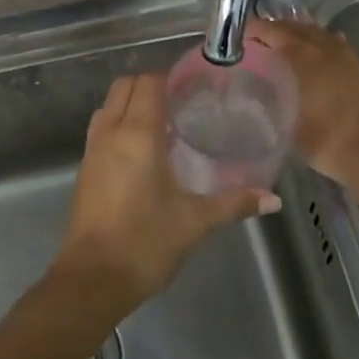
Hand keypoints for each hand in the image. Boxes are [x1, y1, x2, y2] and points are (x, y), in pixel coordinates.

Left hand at [55, 74, 276, 313]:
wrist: (92, 280)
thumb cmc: (145, 243)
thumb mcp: (195, 222)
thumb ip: (233, 203)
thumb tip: (274, 199)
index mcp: (138, 134)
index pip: (148, 83)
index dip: (169, 78)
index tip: (193, 88)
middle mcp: (110, 132)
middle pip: (124, 86)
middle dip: (150, 86)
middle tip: (180, 104)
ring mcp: (92, 150)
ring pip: (108, 106)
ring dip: (131, 104)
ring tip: (163, 124)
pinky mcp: (84, 170)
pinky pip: (101, 129)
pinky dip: (119, 125)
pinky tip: (143, 151)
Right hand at [246, 20, 358, 185]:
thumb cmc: (328, 141)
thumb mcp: (289, 125)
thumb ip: (274, 103)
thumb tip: (262, 94)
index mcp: (308, 58)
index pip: (278, 33)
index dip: (259, 29)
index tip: (243, 31)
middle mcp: (330, 50)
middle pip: (301, 29)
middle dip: (280, 29)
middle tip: (261, 35)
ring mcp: (351, 59)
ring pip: (322, 36)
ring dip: (303, 35)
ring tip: (287, 42)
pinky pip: (339, 48)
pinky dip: (324, 47)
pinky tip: (320, 54)